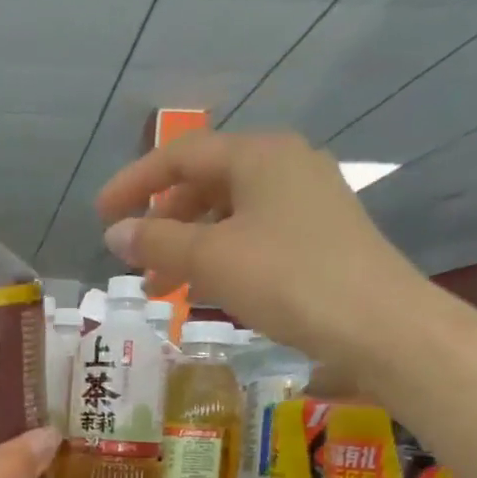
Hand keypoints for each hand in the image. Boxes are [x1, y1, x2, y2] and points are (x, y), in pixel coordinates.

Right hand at [95, 130, 429, 371]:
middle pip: (205, 182)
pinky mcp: (318, 236)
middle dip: (162, 220)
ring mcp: (306, 200)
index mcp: (258, 154)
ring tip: (160, 286)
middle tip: (134, 258)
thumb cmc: (286, 279)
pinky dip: (218, 257)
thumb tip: (114, 232)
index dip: (134, 183)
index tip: (100, 215)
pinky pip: (251, 235)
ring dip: (187, 245)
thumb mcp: (210, 259)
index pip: (181, 154)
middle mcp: (284, 165)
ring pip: (228, 213)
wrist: (376, 323)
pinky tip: (204, 290)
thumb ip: (156, 242)